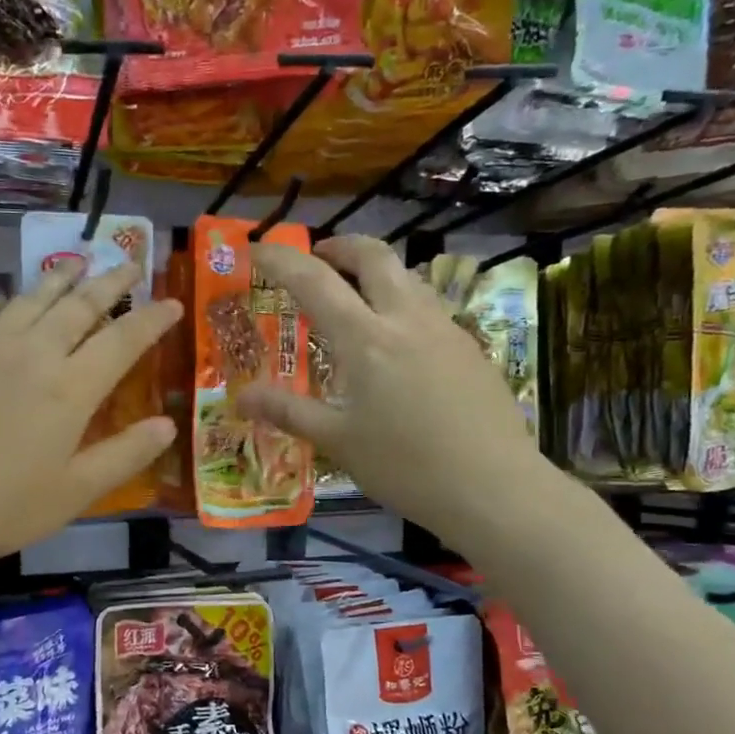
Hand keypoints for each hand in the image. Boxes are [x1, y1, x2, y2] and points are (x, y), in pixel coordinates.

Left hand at [0, 258, 180, 572]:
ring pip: (30, 299)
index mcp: (71, 388)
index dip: (152, 319)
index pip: (123, 340)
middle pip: (79, 305)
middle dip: (110, 282)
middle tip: (130, 263)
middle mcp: (33, 354)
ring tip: (76, 263)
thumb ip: (125, 454)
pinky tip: (1, 302)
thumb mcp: (76, 492)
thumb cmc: (2, 508)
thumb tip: (168, 424)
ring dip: (59, 278)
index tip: (174, 303)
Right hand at [239, 236, 551, 539]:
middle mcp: (407, 319)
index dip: (282, 260)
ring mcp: (445, 330)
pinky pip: (430, 308)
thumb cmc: (405, 466)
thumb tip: (240, 397)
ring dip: (377, 272)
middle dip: (340, 246)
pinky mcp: (471, 349)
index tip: (258, 249)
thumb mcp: (337, 441)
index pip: (315, 281)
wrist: (493, 487)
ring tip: (358, 297)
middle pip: (374, 256)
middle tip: (318, 257)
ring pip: (408, 277)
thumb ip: (288, 411)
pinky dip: (402, 304)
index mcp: (366, 339)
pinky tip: (399, 343)